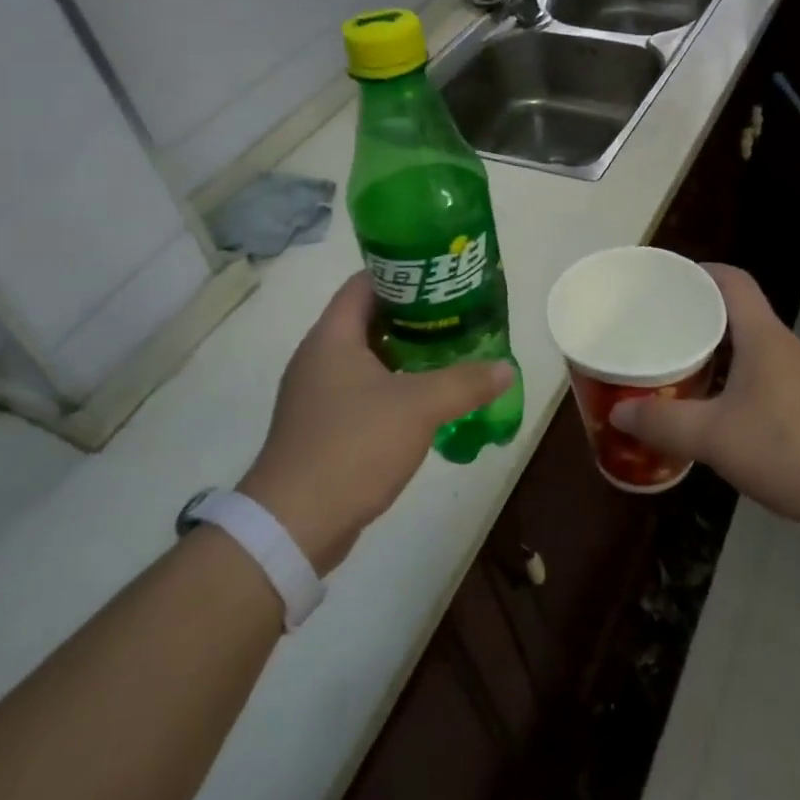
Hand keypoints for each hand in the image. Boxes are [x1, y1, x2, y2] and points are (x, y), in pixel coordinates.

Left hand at [237, 272, 512, 573]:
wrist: (294, 525)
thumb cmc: (353, 446)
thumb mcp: (419, 407)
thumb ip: (465, 382)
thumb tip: (505, 368)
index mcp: (332, 337)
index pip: (365, 283)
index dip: (403, 274)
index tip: (442, 278)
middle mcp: (318, 358)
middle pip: (369, 319)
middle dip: (414, 316)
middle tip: (457, 316)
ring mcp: (316, 395)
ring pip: (367, 358)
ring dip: (406, 354)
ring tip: (450, 353)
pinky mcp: (321, 428)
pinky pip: (362, 391)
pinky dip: (393, 387)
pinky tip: (425, 400)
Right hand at [609, 264, 799, 530]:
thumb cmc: (790, 448)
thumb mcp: (716, 437)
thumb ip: (665, 424)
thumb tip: (618, 413)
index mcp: (762, 335)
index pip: (732, 280)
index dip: (700, 271)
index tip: (664, 280)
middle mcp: (781, 346)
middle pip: (735, 311)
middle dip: (695, 315)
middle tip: (654, 328)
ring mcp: (797, 375)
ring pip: (746, 347)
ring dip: (712, 350)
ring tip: (672, 364)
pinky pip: (757, 375)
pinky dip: (729, 378)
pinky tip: (709, 408)